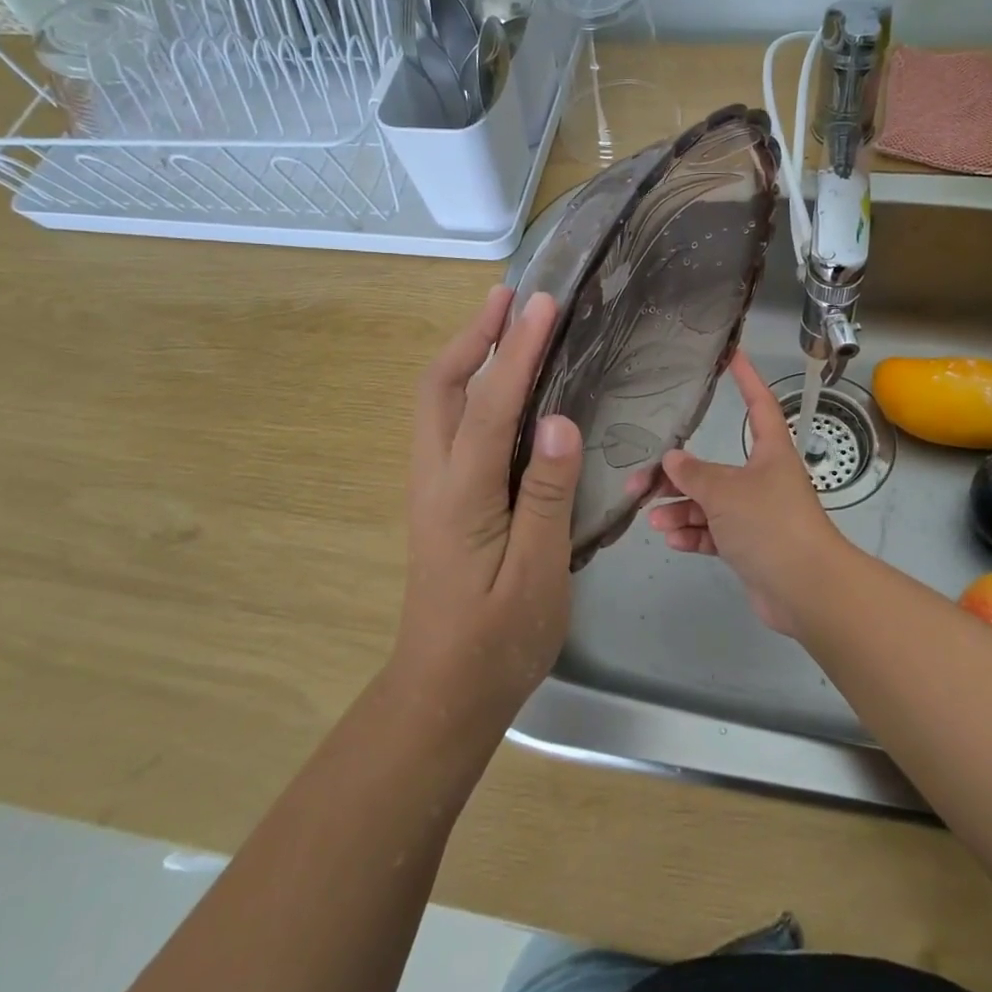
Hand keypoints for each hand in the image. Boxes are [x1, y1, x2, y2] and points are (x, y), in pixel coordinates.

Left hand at [393, 286, 581, 727]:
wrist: (443, 693)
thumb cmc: (497, 642)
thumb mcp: (536, 576)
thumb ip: (546, 496)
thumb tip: (559, 421)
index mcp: (462, 496)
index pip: (489, 406)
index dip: (516, 351)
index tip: (542, 305)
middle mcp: (435, 479)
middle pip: (439, 387)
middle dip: (472, 336)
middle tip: (509, 298)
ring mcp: (432, 489)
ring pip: (437, 403)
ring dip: (467, 355)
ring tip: (504, 324)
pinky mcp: (441, 500)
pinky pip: (448, 424)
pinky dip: (470, 387)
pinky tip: (501, 388)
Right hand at [644, 352, 850, 634]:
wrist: (806, 590)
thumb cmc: (770, 524)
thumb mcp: (725, 492)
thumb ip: (694, 474)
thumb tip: (672, 459)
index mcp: (770, 453)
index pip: (759, 404)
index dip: (747, 379)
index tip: (733, 356)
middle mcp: (764, 479)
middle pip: (715, 467)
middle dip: (678, 476)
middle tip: (640, 483)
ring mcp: (757, 515)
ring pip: (710, 504)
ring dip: (681, 510)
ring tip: (653, 520)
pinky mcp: (750, 547)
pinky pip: (715, 533)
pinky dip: (694, 535)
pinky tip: (672, 539)